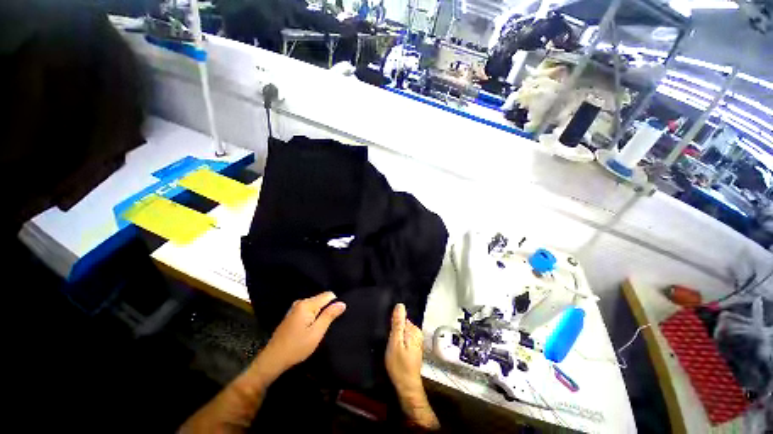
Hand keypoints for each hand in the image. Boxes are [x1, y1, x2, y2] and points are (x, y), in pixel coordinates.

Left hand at [257, 292, 345, 381]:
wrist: (272, 360)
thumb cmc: (297, 347)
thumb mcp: (316, 332)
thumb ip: (329, 315)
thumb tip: (342, 303)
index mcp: (307, 304)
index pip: (328, 295)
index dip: (334, 305)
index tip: (333, 319)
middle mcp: (300, 302)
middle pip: (321, 299)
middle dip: (326, 309)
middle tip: (325, 326)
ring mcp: (294, 308)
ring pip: (315, 305)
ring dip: (319, 314)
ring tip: (318, 328)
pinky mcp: (292, 315)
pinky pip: (308, 309)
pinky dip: (312, 316)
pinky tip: (309, 328)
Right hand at [386, 304, 439, 429]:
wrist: (406, 386)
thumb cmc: (399, 365)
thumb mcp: (395, 342)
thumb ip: (398, 324)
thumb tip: (400, 305)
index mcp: (414, 330)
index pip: (402, 317)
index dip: (393, 323)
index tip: (387, 330)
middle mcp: (417, 333)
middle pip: (403, 324)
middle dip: (395, 329)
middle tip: (387, 340)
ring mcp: (416, 341)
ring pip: (403, 332)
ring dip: (396, 336)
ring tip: (389, 344)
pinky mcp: (414, 348)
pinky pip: (404, 338)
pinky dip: (399, 341)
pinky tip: (394, 349)